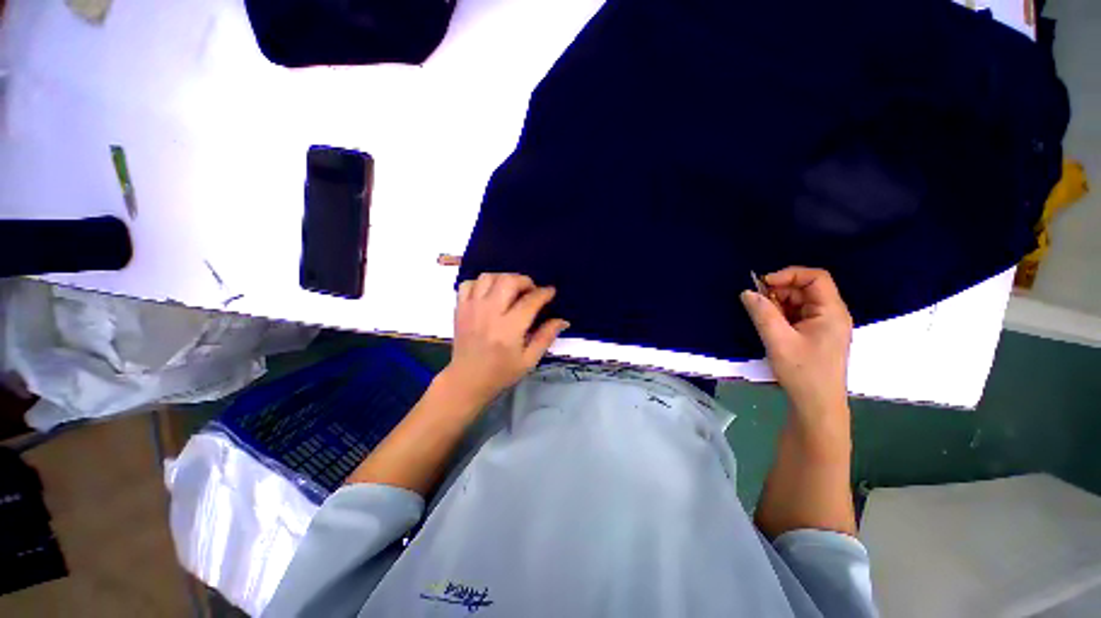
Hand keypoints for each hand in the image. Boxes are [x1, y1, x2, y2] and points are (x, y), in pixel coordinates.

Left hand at [441, 273, 568, 407]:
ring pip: (488, 277)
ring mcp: (472, 309)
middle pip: (508, 281)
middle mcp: (489, 314)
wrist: (467, 380)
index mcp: (509, 329)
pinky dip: (481, 284)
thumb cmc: (501, 372)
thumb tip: (563, 320)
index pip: (530, 301)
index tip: (550, 292)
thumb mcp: (529, 360)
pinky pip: (469, 283)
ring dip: (504, 279)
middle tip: (531, 291)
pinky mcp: (460, 308)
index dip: (544, 293)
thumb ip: (546, 337)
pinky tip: (490, 294)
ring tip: (511, 290)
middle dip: (524, 281)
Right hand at [741, 267, 852, 415]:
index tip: (763, 284)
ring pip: (798, 303)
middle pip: (805, 289)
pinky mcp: (814, 336)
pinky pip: (796, 316)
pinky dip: (780, 316)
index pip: (816, 277)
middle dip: (779, 291)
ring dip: (777, 305)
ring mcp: (823, 326)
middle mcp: (831, 315)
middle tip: (755, 303)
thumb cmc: (803, 373)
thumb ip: (762, 313)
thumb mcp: (778, 341)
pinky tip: (768, 326)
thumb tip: (747, 292)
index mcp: (831, 312)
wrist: (816, 406)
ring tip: (760, 317)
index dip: (789, 274)